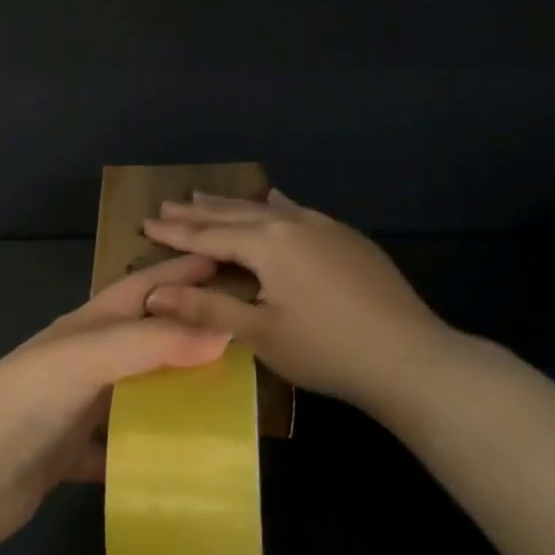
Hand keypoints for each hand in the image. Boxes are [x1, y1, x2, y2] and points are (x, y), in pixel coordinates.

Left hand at [0, 255, 230, 549]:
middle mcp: (82, 360)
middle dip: (187, 333)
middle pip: (143, 338)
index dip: (179, 273)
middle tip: (242, 337)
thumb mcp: (89, 357)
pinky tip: (179, 461)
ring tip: (225, 400)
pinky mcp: (71, 454)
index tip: (226, 264)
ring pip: (135, 391)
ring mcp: (75, 407)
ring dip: (171, 392)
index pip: (141, 287)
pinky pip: (119, 446)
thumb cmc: (26, 401)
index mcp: (85, 326)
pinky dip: (146, 449)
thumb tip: (223, 331)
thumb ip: (152, 342)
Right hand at [142, 190, 456, 417]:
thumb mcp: (259, 332)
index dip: (176, 232)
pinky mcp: (348, 239)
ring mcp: (325, 227)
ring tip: (205, 196)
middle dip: (199, 211)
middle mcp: (293, 224)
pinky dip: (276, 205)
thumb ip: (205, 308)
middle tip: (167, 204)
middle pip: (235, 214)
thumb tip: (153, 294)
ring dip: (233, 204)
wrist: (410, 357)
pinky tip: (275, 198)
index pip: (209, 234)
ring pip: (267, 208)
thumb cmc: (326, 349)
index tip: (145, 224)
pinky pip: (299, 211)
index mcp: (268, 244)